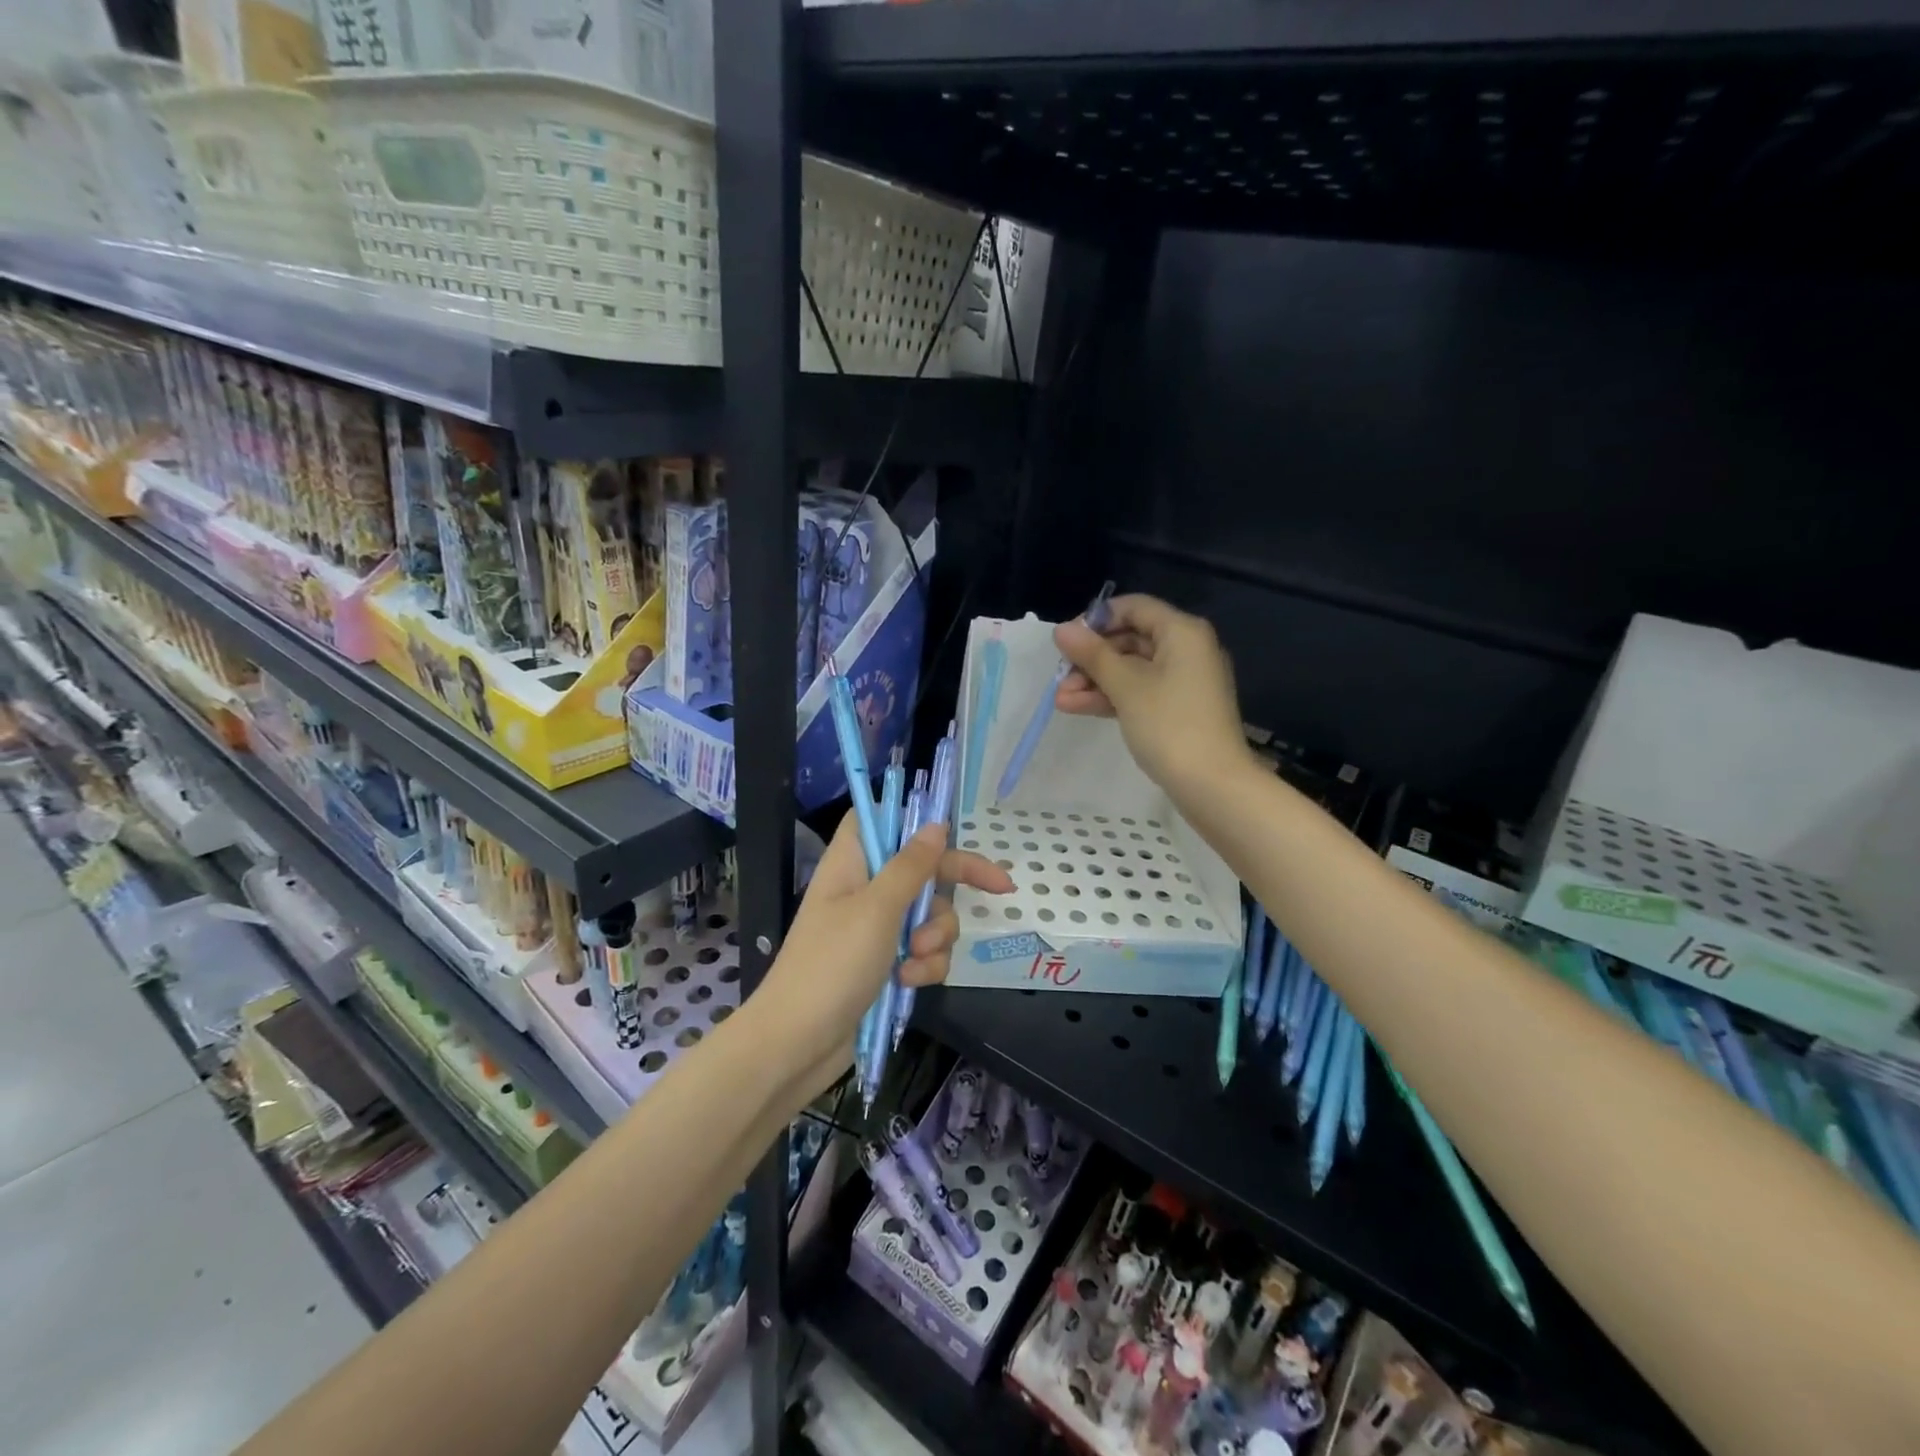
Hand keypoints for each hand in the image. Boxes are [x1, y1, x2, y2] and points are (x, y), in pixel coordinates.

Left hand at [757, 812, 1012, 1099]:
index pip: (880, 819)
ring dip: (936, 936)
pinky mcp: (886, 965)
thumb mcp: (877, 909)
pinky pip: (924, 952)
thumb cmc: (832, 965)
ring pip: (930, 915)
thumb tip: (936, 825)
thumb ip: (911, 866)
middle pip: (923, 868)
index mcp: (853, 863)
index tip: (949, 831)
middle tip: (1000, 888)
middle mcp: (866, 890)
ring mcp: (876, 930)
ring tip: (916, 958)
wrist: (798, 1045)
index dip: (911, 819)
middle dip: (953, 884)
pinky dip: (925, 966)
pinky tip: (909, 982)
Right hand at [1054, 593, 1253, 800]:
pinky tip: (1076, 708)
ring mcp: (1183, 681)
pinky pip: (1140, 691)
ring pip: (1131, 669)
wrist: (1212, 785)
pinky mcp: (1178, 709)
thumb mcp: (1125, 686)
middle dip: (1091, 658)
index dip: (1096, 620)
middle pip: (1130, 639)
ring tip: (1060, 700)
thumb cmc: (1169, 724)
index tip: (1067, 641)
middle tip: (1060, 677)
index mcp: (1182, 632)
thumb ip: (1092, 654)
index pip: (1134, 607)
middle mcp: (1186, 649)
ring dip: (1094, 682)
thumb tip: (1062, 629)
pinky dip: (1111, 697)